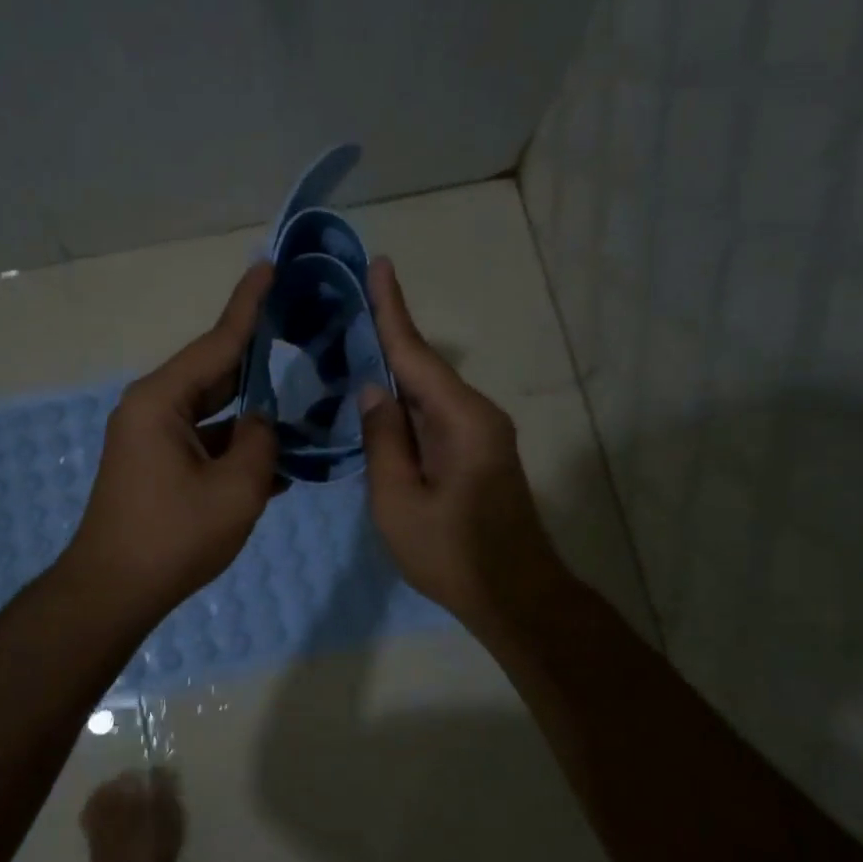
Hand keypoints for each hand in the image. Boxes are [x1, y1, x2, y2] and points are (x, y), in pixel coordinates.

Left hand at [65, 263, 279, 618]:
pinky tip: (276, 460)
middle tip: (299, 332)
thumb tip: (264, 424)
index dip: (248, 306)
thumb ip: (263, 443)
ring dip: (252, 414)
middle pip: (214, 374)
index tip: (268, 267)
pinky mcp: (156, 466)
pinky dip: (235, 446)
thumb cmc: (174, 537)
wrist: (113, 592)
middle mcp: (151, 409)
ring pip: (213, 412)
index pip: (216, 343)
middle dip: (257, 359)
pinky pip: (203, 442)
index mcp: (162, 401)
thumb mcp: (237, 489)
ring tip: (300, 403)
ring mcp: (151, 439)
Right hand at [358, 258, 567, 635]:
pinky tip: (378, 400)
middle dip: (386, 336)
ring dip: (393, 372)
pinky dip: (405, 405)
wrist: (515, 596)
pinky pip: (434, 417)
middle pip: (424, 368)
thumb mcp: (399, 501)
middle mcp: (477, 415)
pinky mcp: (477, 454)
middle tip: (347, 306)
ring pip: (428, 394)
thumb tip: (373, 389)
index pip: (417, 354)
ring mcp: (481, 435)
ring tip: (351, 345)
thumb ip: (383, 441)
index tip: (379, 265)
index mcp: (461, 420)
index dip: (392, 310)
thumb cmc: (453, 554)